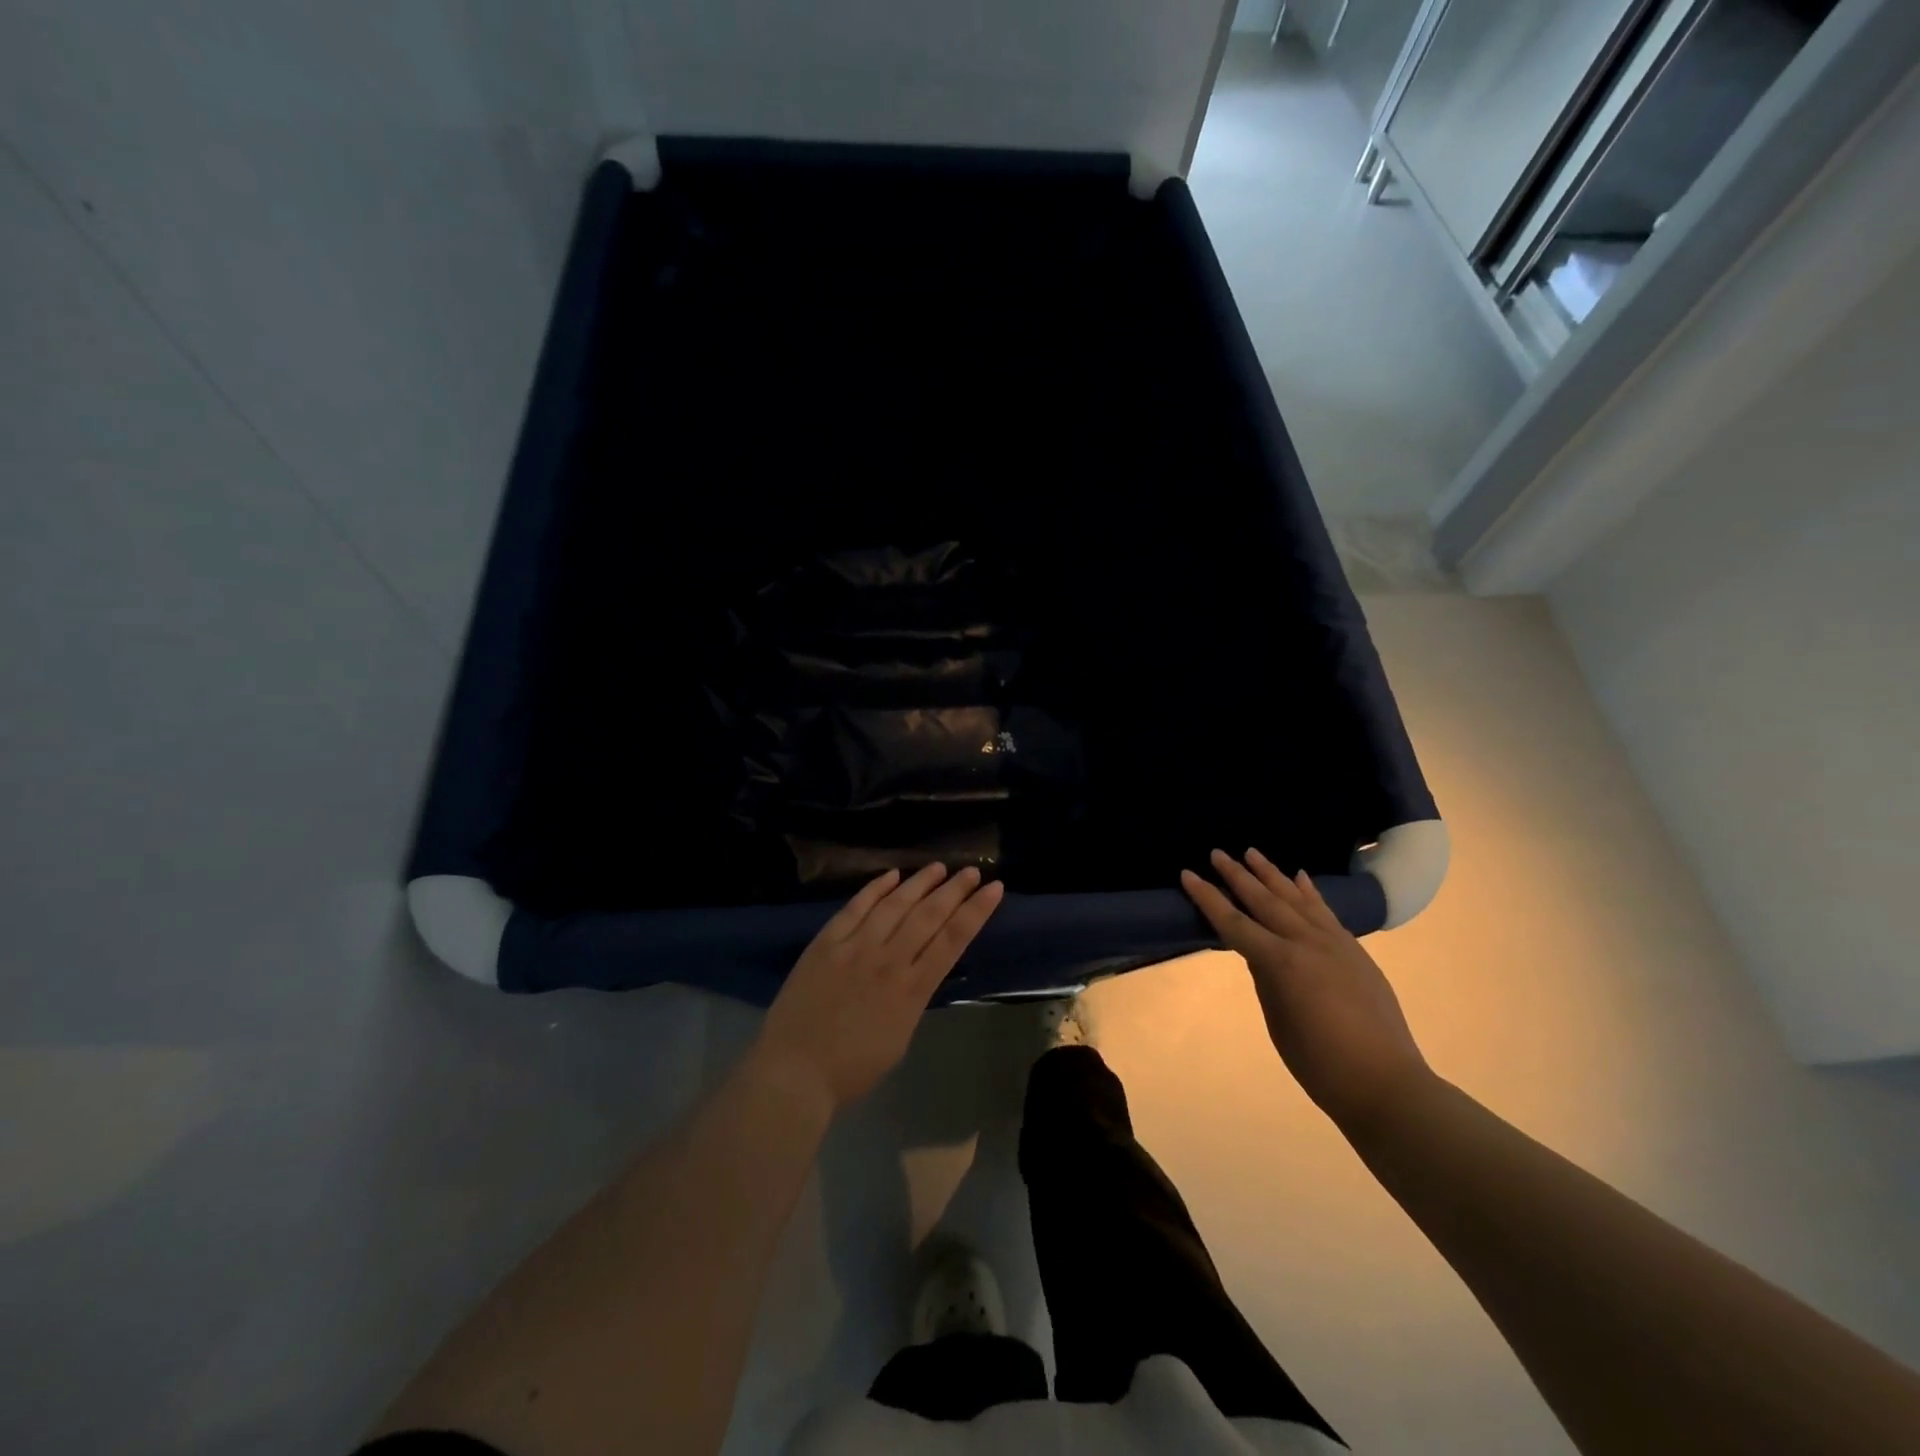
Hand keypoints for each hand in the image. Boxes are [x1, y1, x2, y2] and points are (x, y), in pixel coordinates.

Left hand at [750, 864, 1004, 1117]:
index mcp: (912, 991)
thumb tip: (915, 973)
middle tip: (972, 871)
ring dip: (920, 883)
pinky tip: (892, 875)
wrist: (793, 1071)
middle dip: (954, 891)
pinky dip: (875, 889)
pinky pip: (855, 908)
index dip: (976, 912)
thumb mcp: (898, 1040)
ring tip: (939, 867)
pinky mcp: (826, 942)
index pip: (952, 941)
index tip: (994, 889)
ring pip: (895, 905)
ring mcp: (855, 947)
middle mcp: (889, 961)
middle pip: (928, 916)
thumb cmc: (850, 1070)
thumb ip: (910, 1001)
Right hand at [1182, 849, 1431, 1128]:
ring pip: (1296, 898)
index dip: (1208, 898)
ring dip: (1272, 874)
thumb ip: (1265, 978)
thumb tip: (1258, 951)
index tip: (1188, 874)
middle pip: (1265, 901)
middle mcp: (1307, 943)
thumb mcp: (1278, 1021)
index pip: (1234, 923)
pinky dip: (1310, 891)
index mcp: (1282, 963)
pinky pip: (1325, 911)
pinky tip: (1299, 876)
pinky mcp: (1354, 951)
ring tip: (1252, 852)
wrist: (1386, 1083)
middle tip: (1217, 853)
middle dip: (1238, 876)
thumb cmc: (1320, 1063)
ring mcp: (1335, 943)